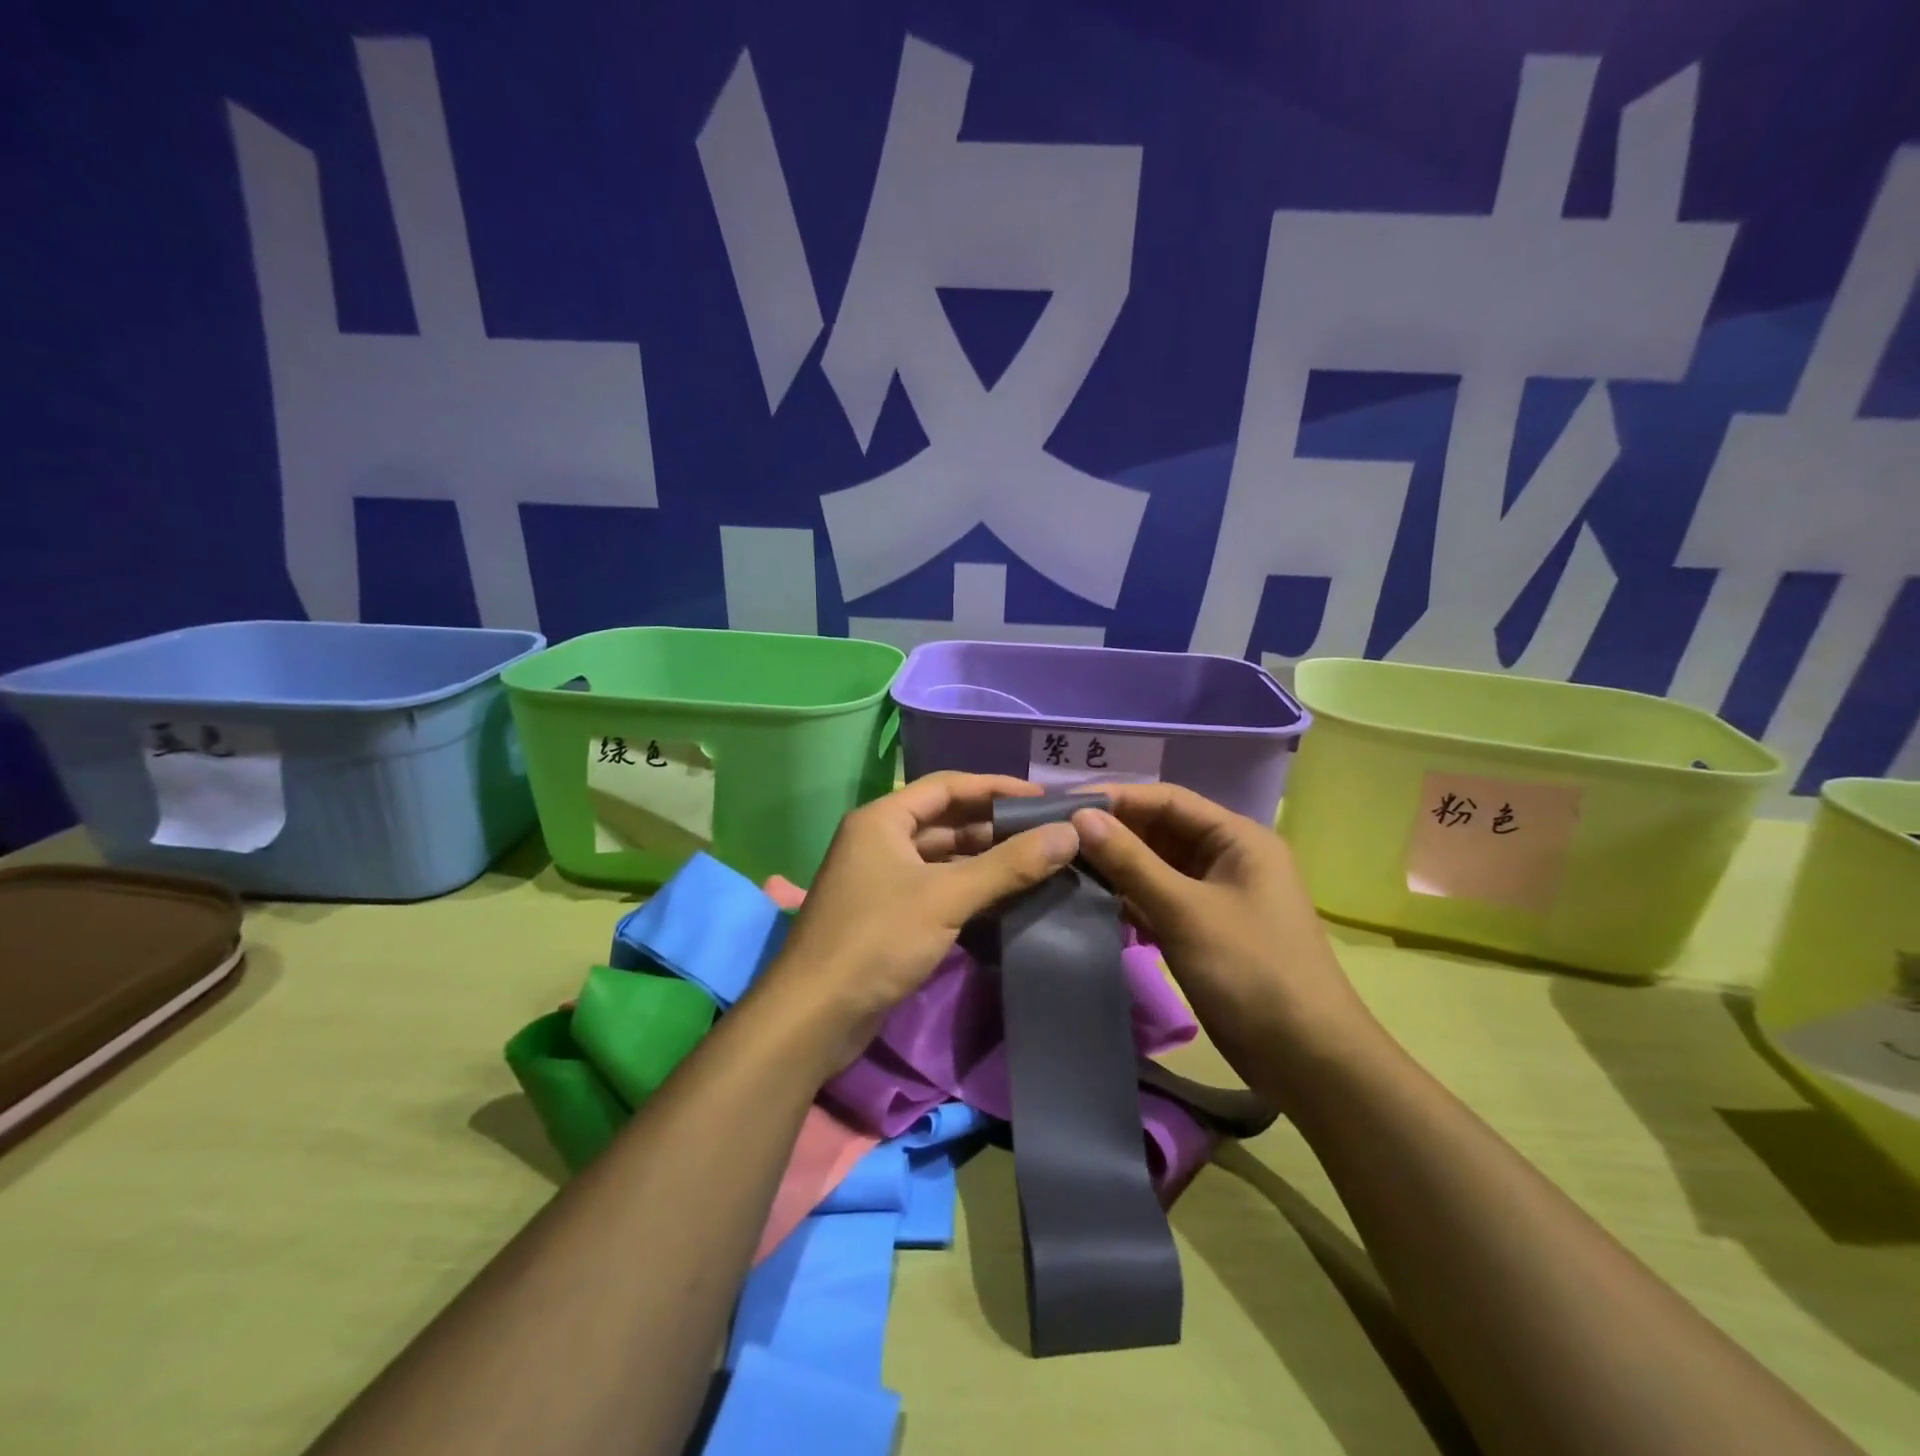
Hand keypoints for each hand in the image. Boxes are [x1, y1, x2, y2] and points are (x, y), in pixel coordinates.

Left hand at [756, 772, 1080, 1069]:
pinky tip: (1007, 895)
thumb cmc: (877, 940)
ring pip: (943, 856)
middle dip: (995, 825)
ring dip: (985, 857)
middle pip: (946, 820)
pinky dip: (969, 886)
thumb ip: (1008, 865)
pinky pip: (937, 886)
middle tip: (1048, 831)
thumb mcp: (946, 897)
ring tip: (1038, 861)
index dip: (997, 787)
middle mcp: (880, 840)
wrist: (815, 1015)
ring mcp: (882, 878)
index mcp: (883, 819)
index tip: (1043, 798)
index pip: (948, 786)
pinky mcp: (888, 913)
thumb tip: (1069, 834)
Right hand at [1070, 784, 1377, 1101]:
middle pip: (1161, 831)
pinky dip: (1129, 898)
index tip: (1064, 806)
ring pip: (1157, 866)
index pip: (1167, 800)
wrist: (1307, 1060)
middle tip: (1055, 838)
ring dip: (1117, 866)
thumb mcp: (1185, 911)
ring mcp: (1216, 896)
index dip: (1116, 799)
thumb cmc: (1251, 971)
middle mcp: (1227, 858)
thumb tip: (1080, 816)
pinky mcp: (1205, 929)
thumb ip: (1131, 862)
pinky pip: (1160, 899)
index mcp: (1237, 839)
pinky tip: (1090, 900)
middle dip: (1113, 833)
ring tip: (1062, 866)